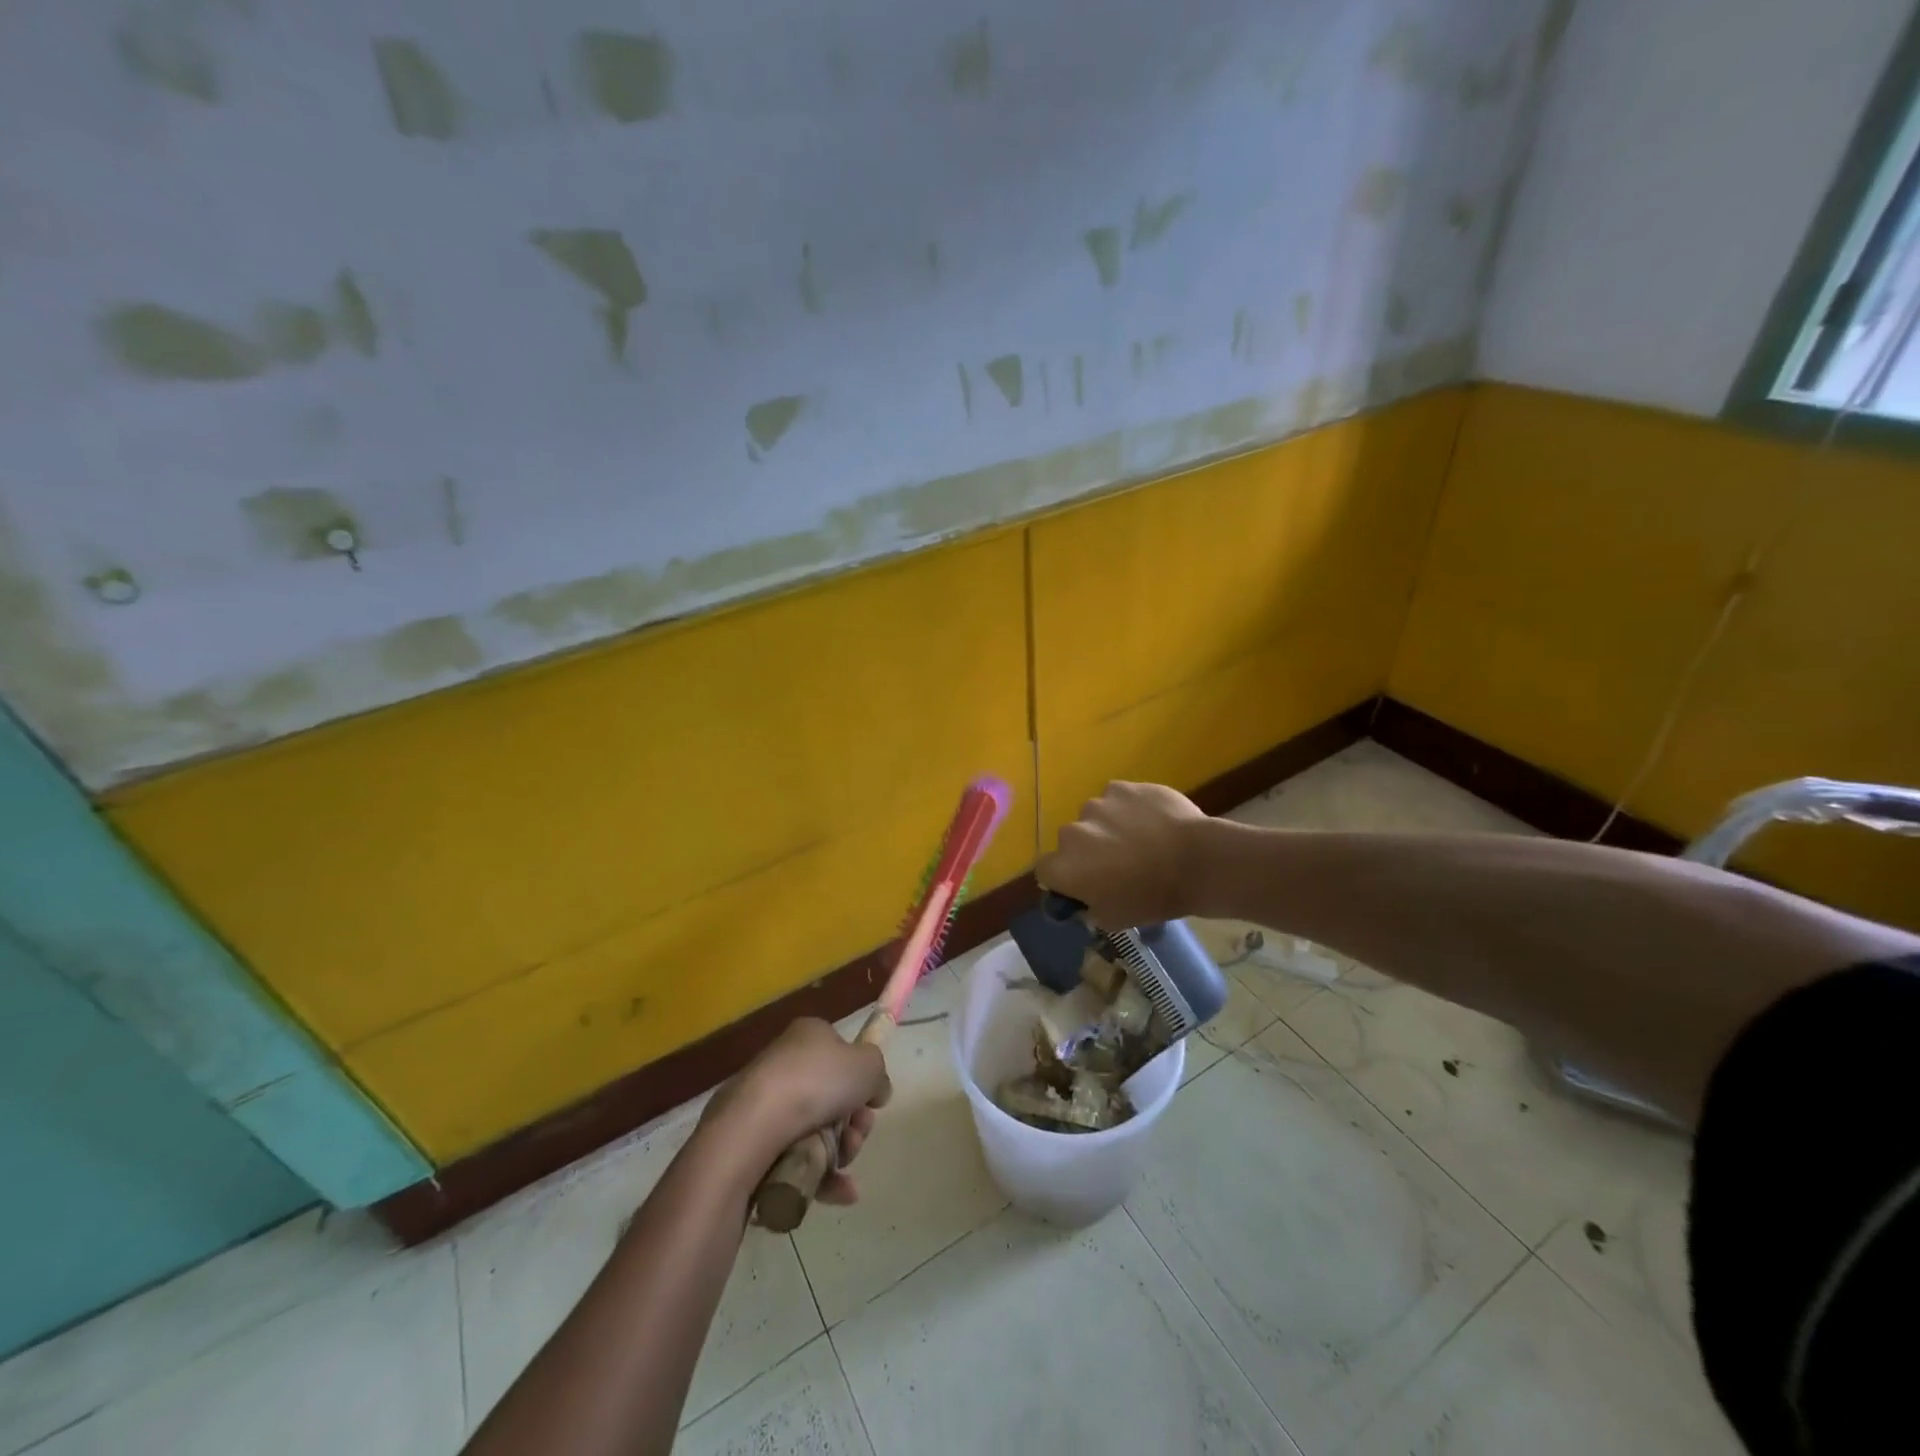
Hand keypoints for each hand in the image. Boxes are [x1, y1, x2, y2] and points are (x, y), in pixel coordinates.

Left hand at [701, 1018, 891, 1205]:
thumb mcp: (867, 1065)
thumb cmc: (815, 1084)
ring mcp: (765, 1104)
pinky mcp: (751, 1142)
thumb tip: (876, 1090)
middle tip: (857, 1136)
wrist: (753, 1127)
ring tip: (843, 1164)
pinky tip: (840, 1193)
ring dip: (840, 1151)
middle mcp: (784, 1063)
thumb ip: (879, 1074)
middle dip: (853, 1123)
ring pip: (815, 1131)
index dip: (861, 1081)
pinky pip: (794, 1158)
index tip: (872, 1104)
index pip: (841, 1053)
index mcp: (808, 1036)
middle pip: (832, 1097)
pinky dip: (819, 1176)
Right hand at [1037, 781, 1209, 927]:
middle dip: (1088, 850)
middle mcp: (1072, 831)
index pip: (1046, 870)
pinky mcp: (1121, 787)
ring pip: (1094, 817)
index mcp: (1065, 867)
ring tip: (1141, 839)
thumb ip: (1089, 907)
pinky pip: (1116, 798)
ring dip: (1107, 827)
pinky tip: (1152, 821)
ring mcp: (1097, 804)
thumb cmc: (1154, 897)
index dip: (1063, 878)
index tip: (1085, 884)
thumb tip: (1085, 898)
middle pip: (1071, 841)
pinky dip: (1128, 808)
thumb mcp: (1115, 919)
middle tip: (1118, 864)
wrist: (1198, 861)